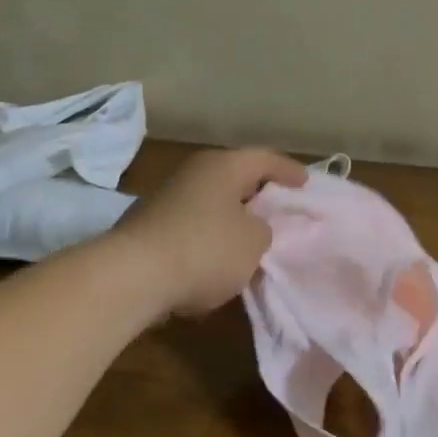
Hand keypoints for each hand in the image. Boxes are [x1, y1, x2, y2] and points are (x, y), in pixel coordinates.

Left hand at [116, 148, 308, 318]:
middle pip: (234, 179)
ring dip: (231, 220)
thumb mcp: (254, 242)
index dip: (288, 171)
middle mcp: (193, 173)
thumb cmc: (205, 249)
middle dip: (257, 195)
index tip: (305, 183)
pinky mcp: (149, 228)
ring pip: (211, 204)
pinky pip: (192, 228)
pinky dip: (209, 240)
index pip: (264, 159)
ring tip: (251, 241)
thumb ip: (263, 230)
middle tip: (279, 209)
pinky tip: (217, 263)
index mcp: (223, 166)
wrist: (132, 277)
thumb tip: (249, 227)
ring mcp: (166, 199)